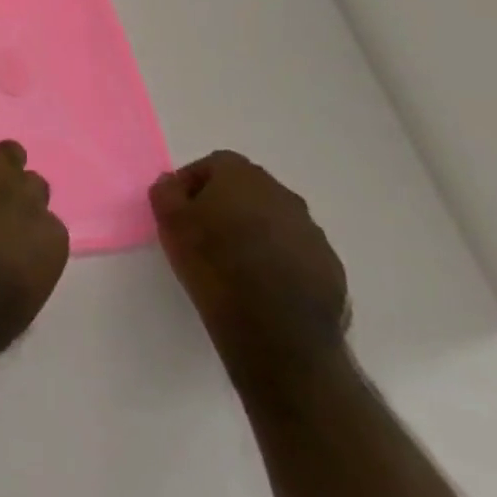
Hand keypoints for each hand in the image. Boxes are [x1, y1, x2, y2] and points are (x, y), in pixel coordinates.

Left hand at [0, 121, 68, 365]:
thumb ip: (31, 267)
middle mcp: (29, 203)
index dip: (30, 227)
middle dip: (17, 193)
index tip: (14, 235)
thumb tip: (20, 255)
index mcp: (51, 242)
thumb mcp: (23, 302)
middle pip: (33, 184)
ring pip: (8, 152)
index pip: (50, 223)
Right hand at [149, 151, 349, 394]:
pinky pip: (295, 254)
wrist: (276, 331)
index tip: (180, 211)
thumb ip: (166, 191)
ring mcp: (312, 233)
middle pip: (247, 191)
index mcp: (243, 176)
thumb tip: (174, 184)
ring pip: (274, 222)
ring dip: (254, 233)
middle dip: (226, 206)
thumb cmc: (214, 264)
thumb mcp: (168, 221)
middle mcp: (283, 195)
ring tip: (234, 265)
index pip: (213, 165)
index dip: (193, 184)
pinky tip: (262, 287)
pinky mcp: (330, 269)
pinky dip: (278, 261)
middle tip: (204, 234)